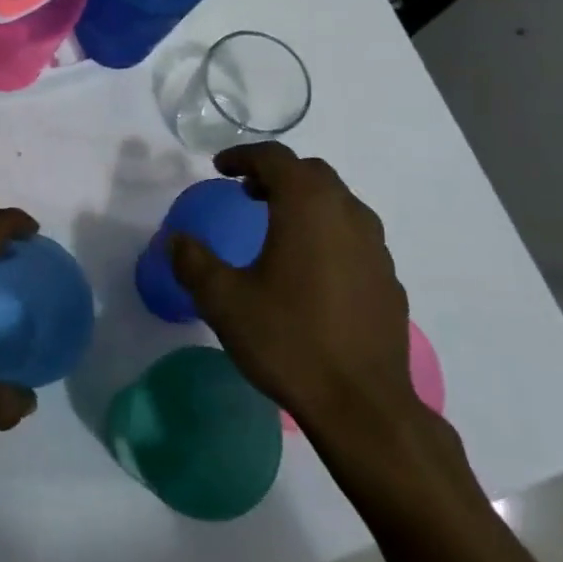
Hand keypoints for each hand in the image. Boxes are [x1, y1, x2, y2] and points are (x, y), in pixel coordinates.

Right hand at [168, 143, 416, 444]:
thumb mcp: (224, 300)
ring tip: (276, 226)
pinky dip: (327, 232)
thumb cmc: (288, 340)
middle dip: (276, 174)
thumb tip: (174, 240)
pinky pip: (354, 236)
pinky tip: (310, 269)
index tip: (219, 168)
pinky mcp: (388, 279)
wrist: (363, 406)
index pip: (275, 158)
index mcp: (308, 207)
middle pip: (312, 173)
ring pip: (338, 203)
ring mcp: (376, 248)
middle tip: (246, 192)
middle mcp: (347, 215)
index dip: (243, 155)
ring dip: (305, 201)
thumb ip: (193, 262)